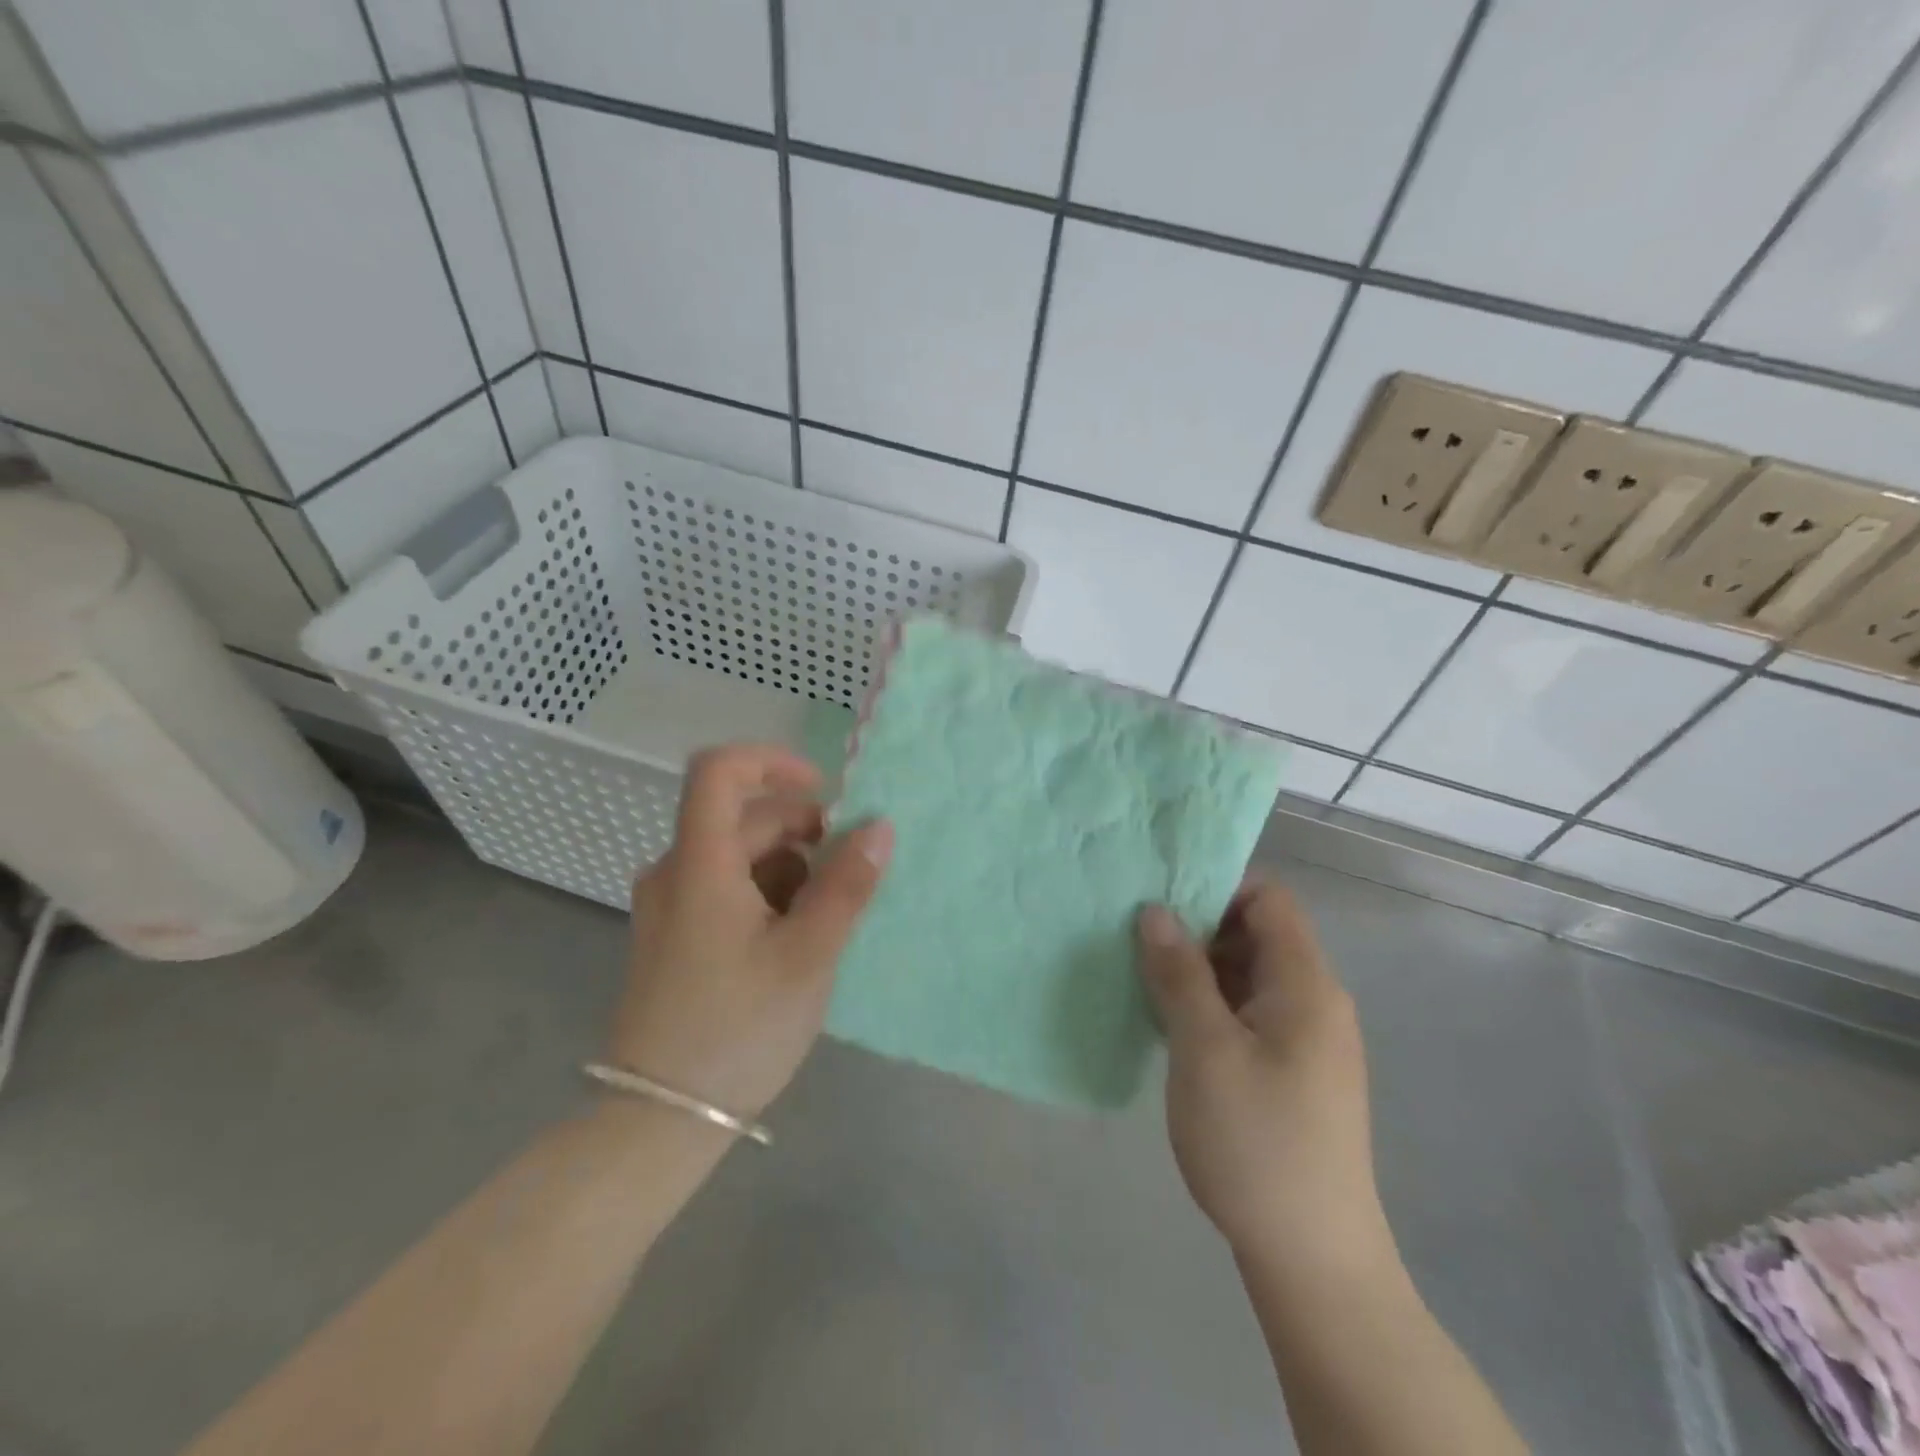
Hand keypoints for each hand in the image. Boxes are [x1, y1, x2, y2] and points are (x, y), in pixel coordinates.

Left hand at [608, 744, 892, 1119]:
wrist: (660, 1118)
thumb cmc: (738, 1028)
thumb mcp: (808, 954)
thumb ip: (847, 885)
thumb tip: (879, 827)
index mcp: (700, 864)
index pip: (719, 770)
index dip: (772, 762)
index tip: (824, 792)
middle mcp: (676, 871)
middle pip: (741, 818)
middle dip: (802, 832)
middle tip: (847, 875)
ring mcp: (671, 905)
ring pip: (739, 855)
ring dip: (789, 868)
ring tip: (822, 921)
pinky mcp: (675, 934)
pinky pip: (726, 887)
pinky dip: (767, 894)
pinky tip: (794, 940)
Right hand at [1136, 879, 1390, 1268]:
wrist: (1313, 1259)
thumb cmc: (1257, 1142)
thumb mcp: (1204, 1049)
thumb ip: (1179, 972)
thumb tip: (1154, 909)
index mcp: (1306, 984)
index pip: (1268, 899)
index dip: (1216, 887)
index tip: (1161, 900)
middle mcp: (1314, 1002)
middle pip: (1256, 934)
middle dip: (1197, 928)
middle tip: (1137, 939)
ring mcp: (1305, 1040)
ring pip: (1247, 976)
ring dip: (1198, 970)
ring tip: (1142, 977)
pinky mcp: (1291, 1072)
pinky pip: (1247, 1013)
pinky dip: (1209, 1005)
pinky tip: (1169, 1024)